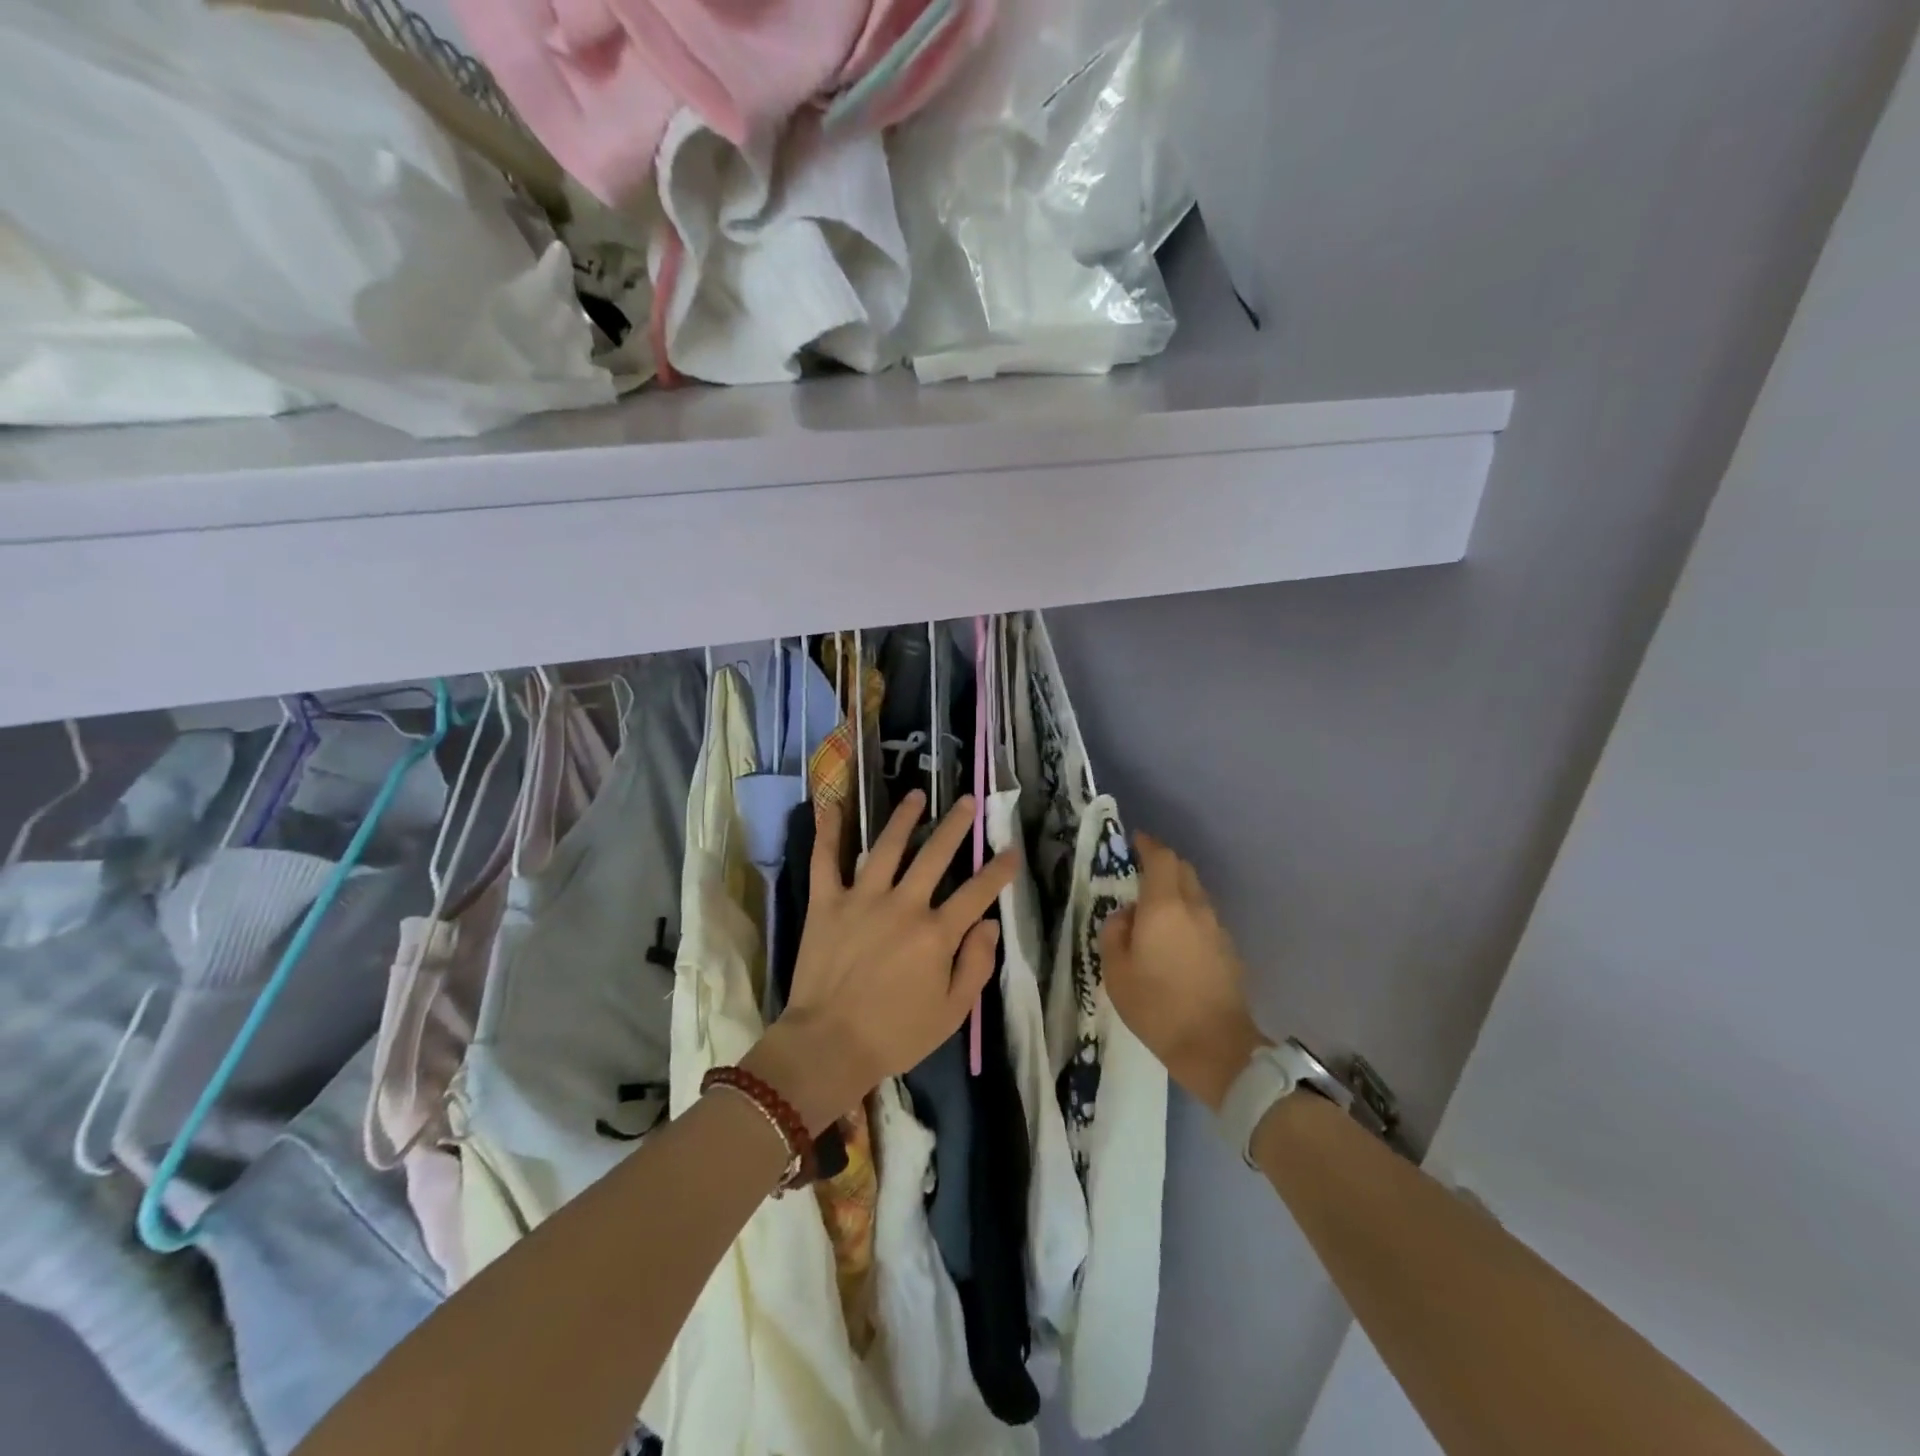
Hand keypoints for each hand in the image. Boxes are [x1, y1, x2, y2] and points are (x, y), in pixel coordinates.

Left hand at [745, 790, 1017, 1130]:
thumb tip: (989, 923)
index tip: (1012, 850)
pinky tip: (833, 804)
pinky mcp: (827, 902)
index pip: (977, 892)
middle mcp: (903, 905)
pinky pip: (825, 860)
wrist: (827, 1046)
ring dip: (904, 818)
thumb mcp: (951, 1013)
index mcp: (936, 934)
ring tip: (917, 795)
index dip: (999, 870)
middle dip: (956, 825)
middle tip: (968, 801)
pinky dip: (828, 831)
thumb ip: (976, 965)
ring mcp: (862, 898)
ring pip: (886, 846)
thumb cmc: (895, 1035)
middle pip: (935, 855)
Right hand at [1101, 831, 1268, 1110]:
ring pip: (1196, 894)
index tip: (1135, 840)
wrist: (1216, 1048)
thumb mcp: (1116, 972)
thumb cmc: (1156, 1006)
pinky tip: (1175, 941)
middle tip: (1141, 873)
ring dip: (1177, 892)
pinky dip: (1188, 917)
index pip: (1161, 858)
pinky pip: (1204, 919)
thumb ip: (1115, 933)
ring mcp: (1216, 929)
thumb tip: (1126, 917)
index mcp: (1164, 907)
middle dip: (1163, 864)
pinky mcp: (1228, 951)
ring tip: (1155, 912)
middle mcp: (1195, 908)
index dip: (1148, 845)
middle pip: (1183, 870)